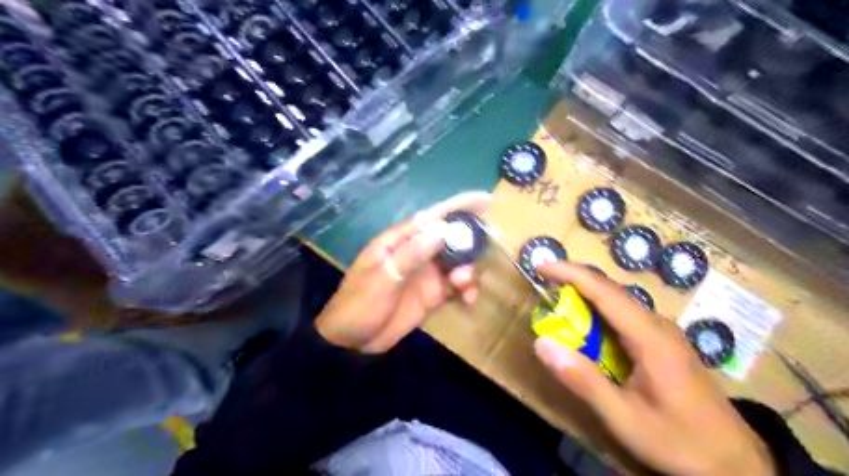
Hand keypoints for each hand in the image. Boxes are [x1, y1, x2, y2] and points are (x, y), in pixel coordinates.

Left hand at [315, 191, 491, 353]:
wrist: (351, 342)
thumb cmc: (359, 305)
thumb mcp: (381, 279)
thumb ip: (410, 255)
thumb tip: (442, 230)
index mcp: (399, 242)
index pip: (432, 217)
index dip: (458, 206)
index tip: (486, 200)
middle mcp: (416, 253)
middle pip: (450, 238)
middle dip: (471, 238)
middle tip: (493, 241)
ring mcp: (425, 274)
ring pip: (457, 262)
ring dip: (469, 269)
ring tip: (464, 283)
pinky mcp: (432, 295)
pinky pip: (456, 286)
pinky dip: (466, 289)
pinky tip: (468, 299)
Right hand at [537, 263, 774, 475]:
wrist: (736, 464)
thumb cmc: (678, 440)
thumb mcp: (624, 417)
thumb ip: (582, 379)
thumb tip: (542, 343)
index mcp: (650, 336)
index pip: (604, 291)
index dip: (570, 273)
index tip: (541, 266)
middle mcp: (658, 325)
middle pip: (611, 291)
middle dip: (574, 282)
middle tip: (543, 286)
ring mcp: (665, 333)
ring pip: (619, 303)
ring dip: (586, 297)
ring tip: (558, 303)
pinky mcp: (665, 344)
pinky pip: (626, 317)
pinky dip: (599, 314)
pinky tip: (589, 330)